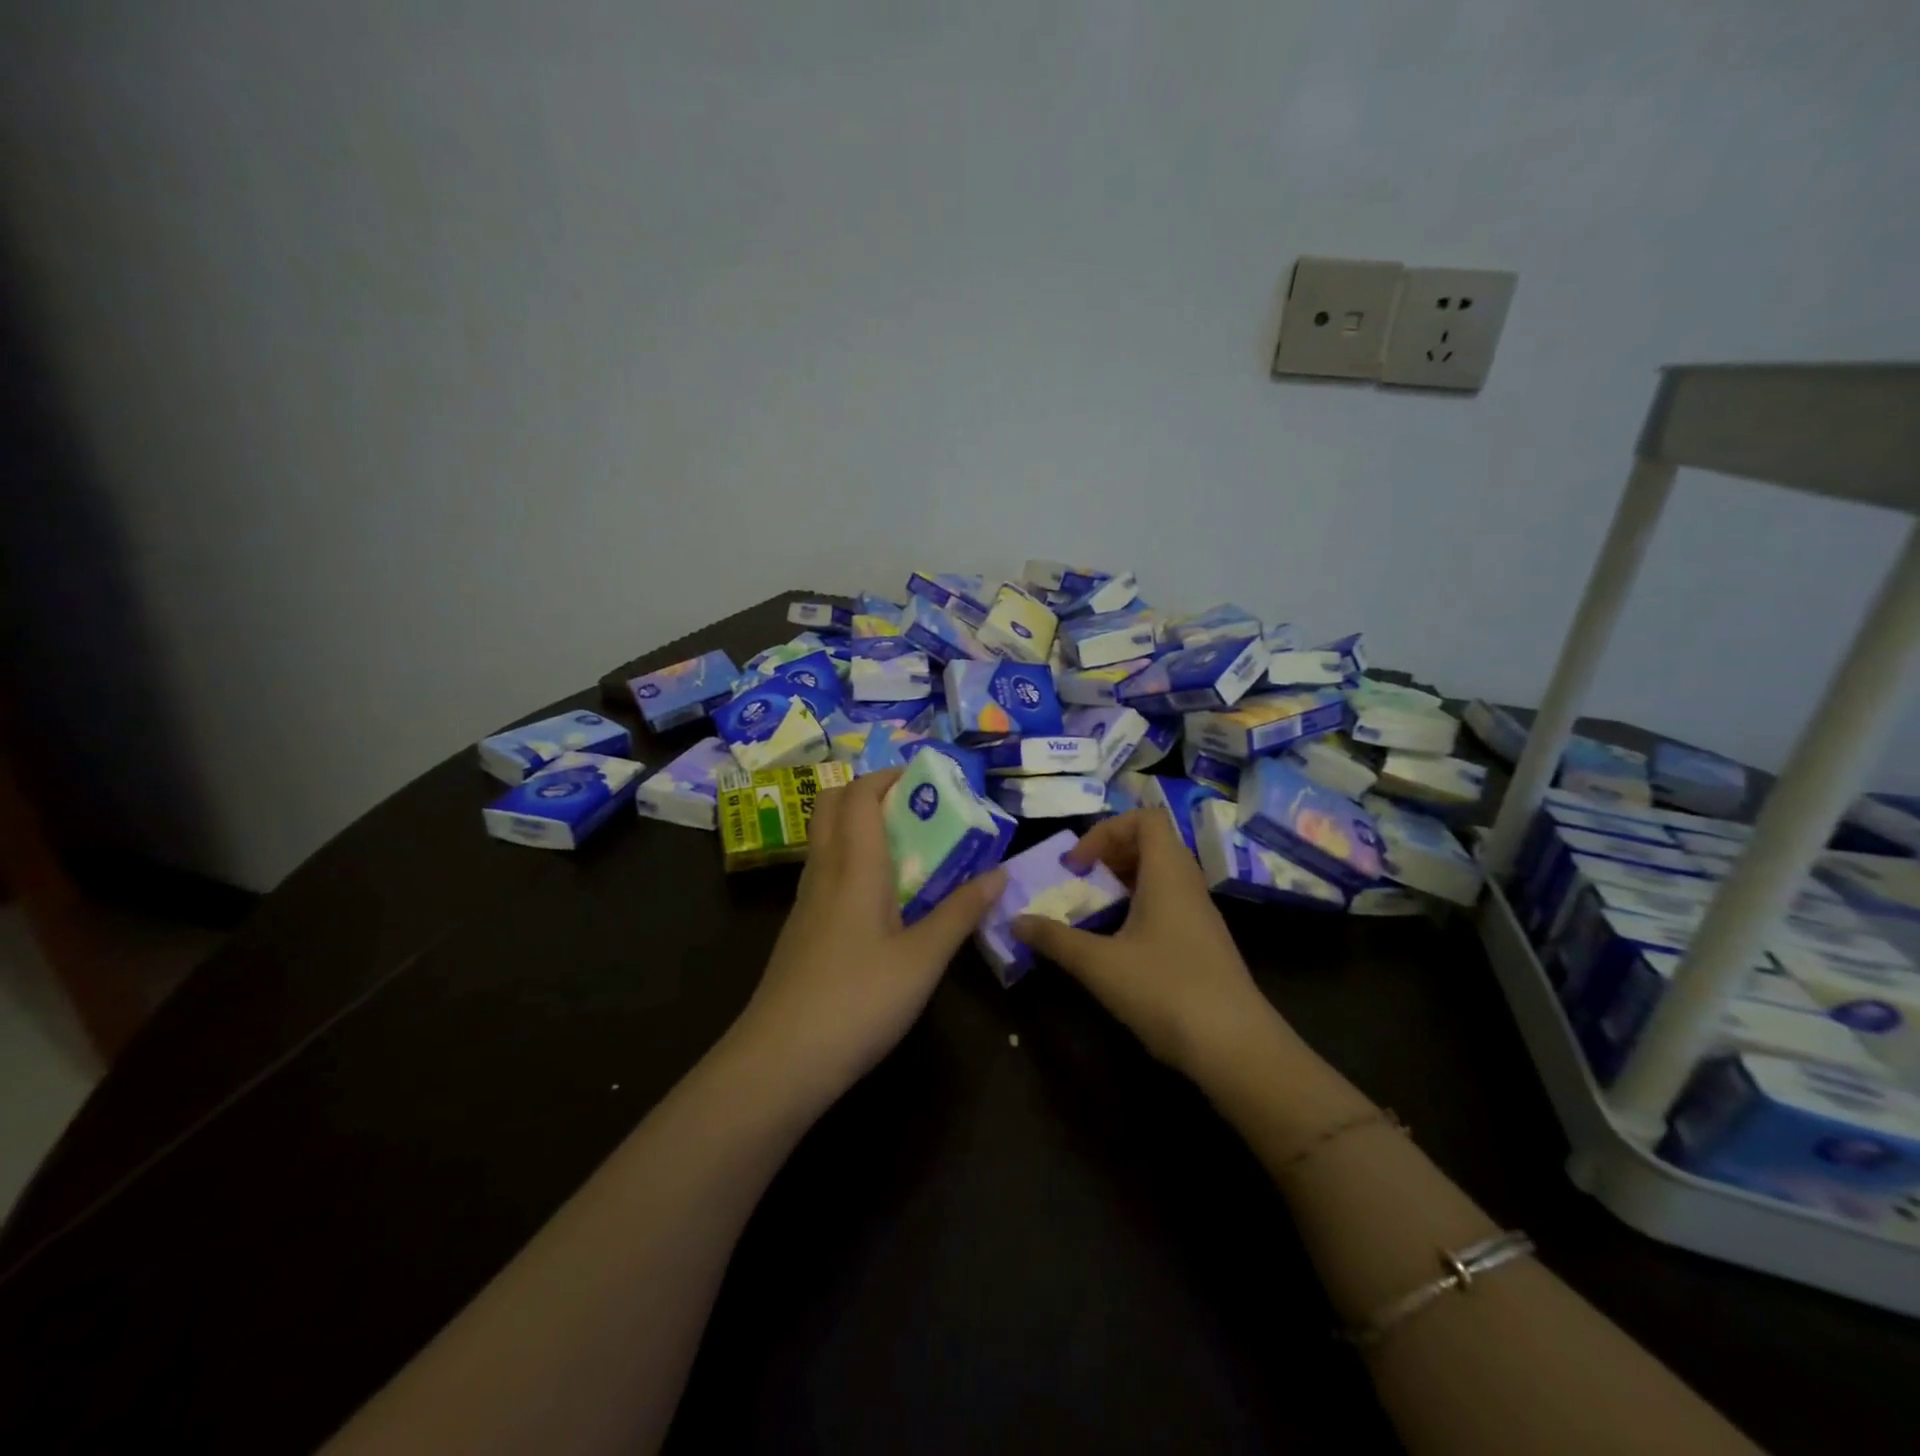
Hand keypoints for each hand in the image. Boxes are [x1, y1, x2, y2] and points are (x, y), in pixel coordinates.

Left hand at [732, 768, 1005, 1101]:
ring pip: (826, 839)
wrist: (782, 1060)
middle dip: (869, 791)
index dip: (888, 775)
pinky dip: (852, 861)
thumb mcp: (923, 958)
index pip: (859, 794)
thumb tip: (999, 873)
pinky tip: (880, 897)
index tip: (926, 777)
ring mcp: (805, 901)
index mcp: (853, 865)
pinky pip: (826, 872)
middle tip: (915, 807)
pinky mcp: (800, 929)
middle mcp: (823, 871)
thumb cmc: (859, 1000)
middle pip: (831, 805)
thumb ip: (960, 912)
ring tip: (907, 847)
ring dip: (860, 826)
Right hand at [1012, 808, 1274, 1076]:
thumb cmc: (1166, 991)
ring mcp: (1200, 915)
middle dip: (1109, 854)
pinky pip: (1168, 903)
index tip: (1078, 864)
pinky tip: (1118, 942)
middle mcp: (1188, 884)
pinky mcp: (1203, 943)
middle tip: (1080, 881)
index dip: (1106, 830)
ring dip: (1122, 882)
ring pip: (1160, 875)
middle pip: (1152, 843)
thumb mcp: (1099, 964)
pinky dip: (1138, 907)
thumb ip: (1055, 938)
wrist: (1236, 1047)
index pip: (1146, 818)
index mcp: (1168, 874)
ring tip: (1093, 909)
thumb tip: (1015, 920)